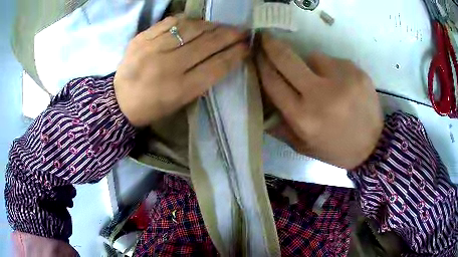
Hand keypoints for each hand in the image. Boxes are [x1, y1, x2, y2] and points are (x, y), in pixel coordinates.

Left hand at [114, 17, 248, 126]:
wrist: (119, 102)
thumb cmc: (153, 106)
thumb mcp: (180, 102)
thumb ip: (202, 79)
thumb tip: (222, 56)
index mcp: (179, 89)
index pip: (216, 66)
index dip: (235, 54)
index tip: (247, 45)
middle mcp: (167, 67)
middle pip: (207, 44)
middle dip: (229, 35)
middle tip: (242, 30)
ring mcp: (152, 49)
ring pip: (191, 29)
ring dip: (211, 25)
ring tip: (221, 26)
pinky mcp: (141, 39)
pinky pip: (171, 22)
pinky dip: (187, 20)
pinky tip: (196, 22)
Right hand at [256, 34, 382, 169]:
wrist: (373, 146)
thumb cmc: (335, 149)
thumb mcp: (303, 146)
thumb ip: (280, 125)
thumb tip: (261, 102)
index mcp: (304, 117)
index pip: (273, 82)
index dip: (261, 65)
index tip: (255, 53)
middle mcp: (321, 95)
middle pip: (287, 59)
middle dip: (271, 45)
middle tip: (266, 37)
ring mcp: (341, 79)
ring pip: (313, 56)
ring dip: (311, 64)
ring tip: (324, 81)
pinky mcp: (356, 71)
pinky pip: (334, 61)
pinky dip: (332, 69)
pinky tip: (341, 84)